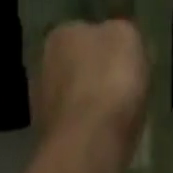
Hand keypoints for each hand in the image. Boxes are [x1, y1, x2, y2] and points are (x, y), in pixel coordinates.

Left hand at [32, 20, 148, 156]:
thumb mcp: (127, 36)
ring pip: (76, 93)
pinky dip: (91, 125)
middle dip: (98, 72)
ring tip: (122, 113)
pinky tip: (109, 132)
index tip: (130, 58)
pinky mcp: (48, 133)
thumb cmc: (110, 79)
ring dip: (93, 100)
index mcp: (61, 33)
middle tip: (127, 84)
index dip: (111, 44)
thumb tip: (115, 35)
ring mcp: (41, 100)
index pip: (87, 30)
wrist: (89, 142)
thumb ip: (120, 30)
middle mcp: (43, 62)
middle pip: (79, 62)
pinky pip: (77, 121)